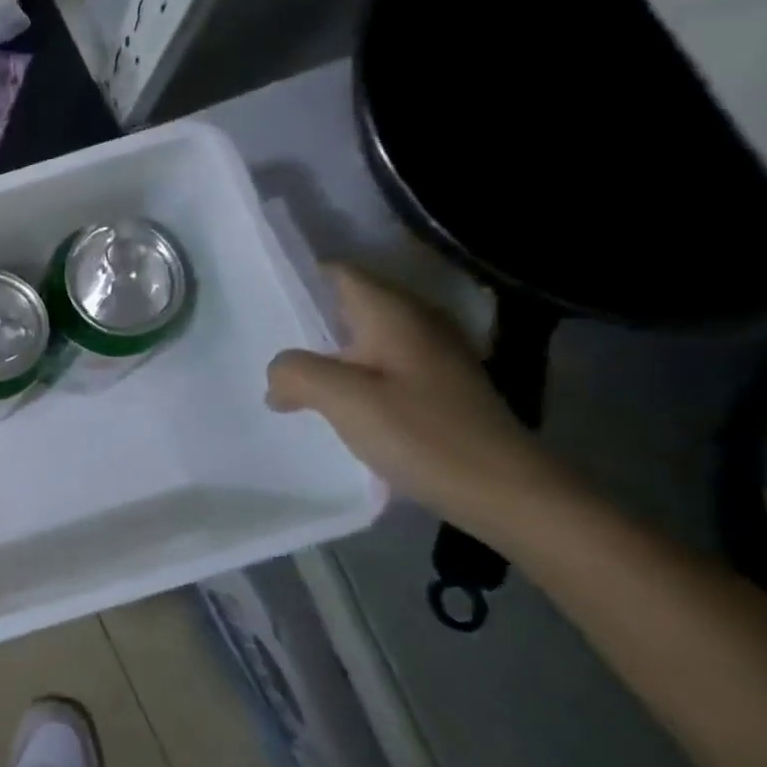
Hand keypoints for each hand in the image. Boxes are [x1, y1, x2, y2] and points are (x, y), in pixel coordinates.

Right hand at [266, 266, 557, 519]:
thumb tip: (279, 375)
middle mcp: (417, 324)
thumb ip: (296, 373)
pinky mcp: (436, 388)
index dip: (299, 279)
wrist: (506, 493)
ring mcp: (432, 356)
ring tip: (286, 375)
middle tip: (260, 338)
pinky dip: (349, 375)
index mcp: (396, 315)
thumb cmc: (424, 436)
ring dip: (326, 352)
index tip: (259, 298)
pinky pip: (379, 365)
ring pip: (362, 338)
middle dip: (307, 318)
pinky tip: (330, 403)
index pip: (339, 273)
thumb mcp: (344, 400)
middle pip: (349, 305)